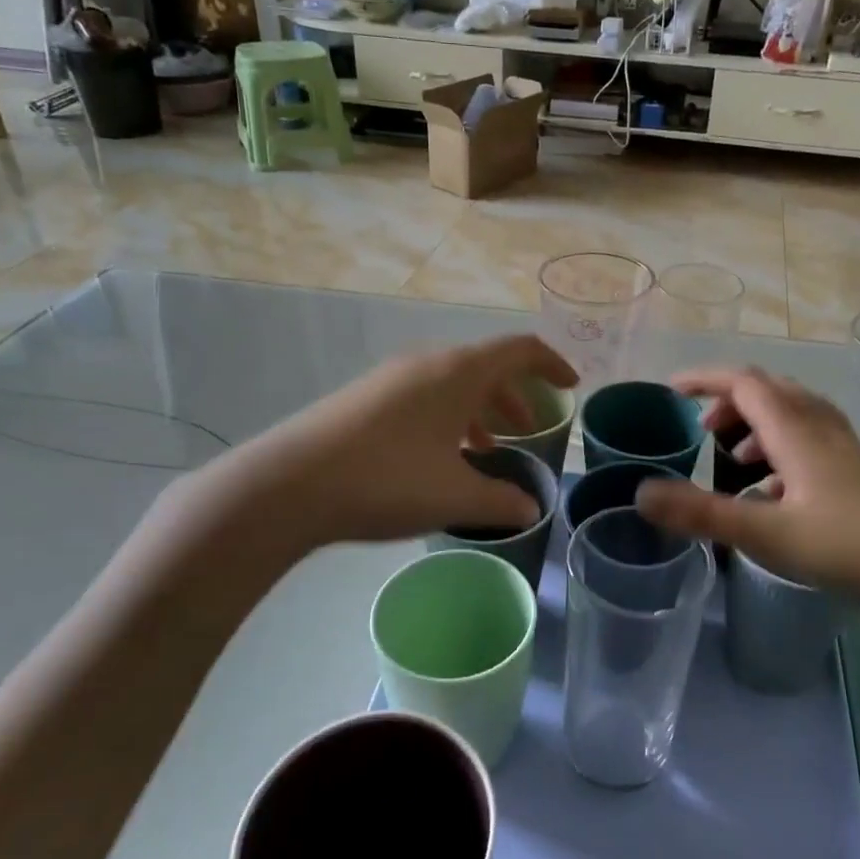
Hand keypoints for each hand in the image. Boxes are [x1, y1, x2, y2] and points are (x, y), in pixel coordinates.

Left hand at [168, 335, 577, 553]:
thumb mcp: (454, 496)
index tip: (571, 385)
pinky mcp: (364, 399)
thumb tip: (530, 508)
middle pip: (485, 367)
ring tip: (488, 450)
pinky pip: (423, 397)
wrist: (288, 484)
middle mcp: (427, 363)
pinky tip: (440, 458)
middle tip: (530, 432)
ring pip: (451, 385)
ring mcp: (390, 379)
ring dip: (479, 411)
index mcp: (458, 372)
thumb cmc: (387, 480)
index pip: (519, 350)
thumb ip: (501, 501)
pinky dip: (447, 419)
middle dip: (514, 398)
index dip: (551, 364)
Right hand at [634, 367, 859, 619]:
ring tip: (735, 463)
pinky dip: (782, 453)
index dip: (705, 379)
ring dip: (757, 427)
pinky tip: (778, 496)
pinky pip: (812, 444)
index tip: (671, 390)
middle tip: (703, 431)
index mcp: (796, 431)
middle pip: (771, 392)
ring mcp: (847, 451)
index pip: (744, 383)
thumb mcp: (768, 534)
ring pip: (795, 417)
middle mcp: (822, 430)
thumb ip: (702, 513)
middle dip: (730, 403)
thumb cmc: (855, 546)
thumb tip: (640, 493)